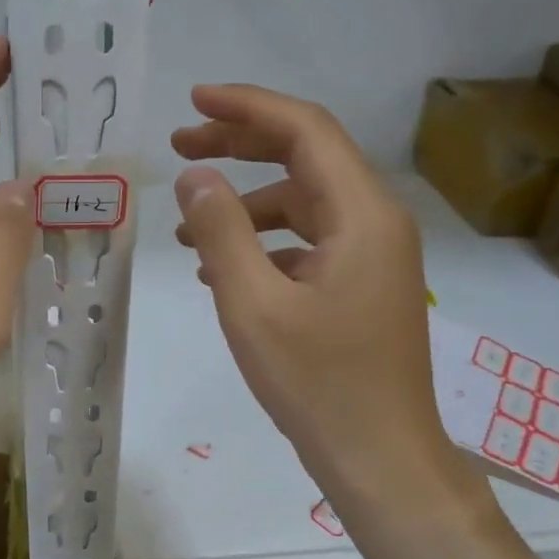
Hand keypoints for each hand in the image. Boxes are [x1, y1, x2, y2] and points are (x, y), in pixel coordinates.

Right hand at [171, 83, 456, 502]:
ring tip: (187, 228)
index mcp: (361, 214)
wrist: (379, 457)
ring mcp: (372, 258)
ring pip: (303, 205)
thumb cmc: (317, 383)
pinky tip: (223, 270)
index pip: (305, 131)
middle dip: (240, 147)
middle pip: (305, 160)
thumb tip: (195, 175)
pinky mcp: (360, 288)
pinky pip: (308, 244)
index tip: (193, 101)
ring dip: (246, 205)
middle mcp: (376, 223)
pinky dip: (264, 244)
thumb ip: (221, 231)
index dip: (247, 108)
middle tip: (179, 148)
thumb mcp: (253, 305)